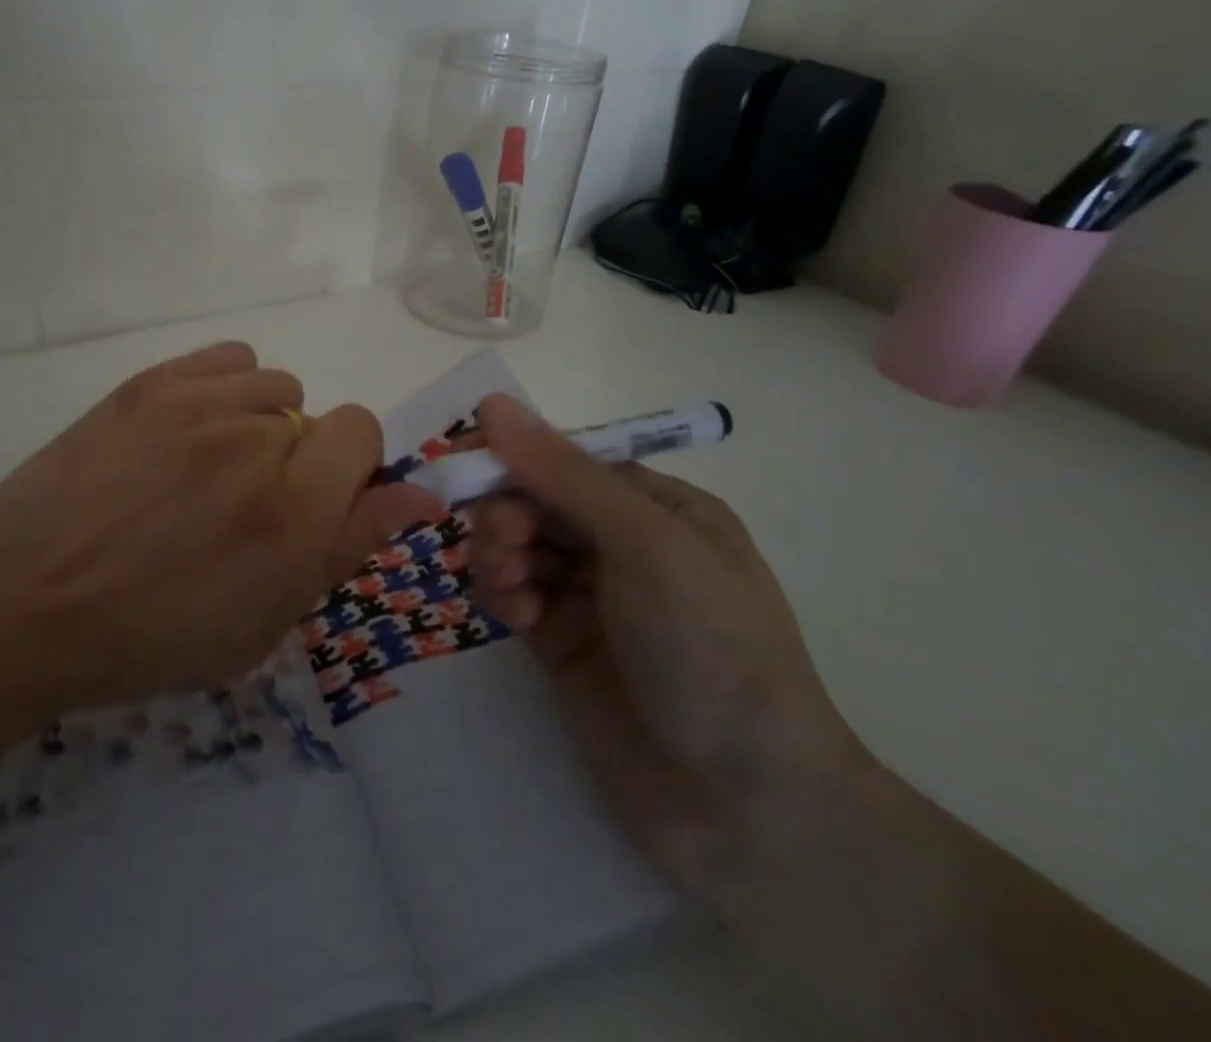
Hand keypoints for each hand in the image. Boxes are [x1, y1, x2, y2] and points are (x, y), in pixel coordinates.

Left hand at [0, 342, 438, 777]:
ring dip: (262, 425)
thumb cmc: (144, 641)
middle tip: (245, 506)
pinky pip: (229, 358)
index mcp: (293, 512)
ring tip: (209, 469)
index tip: (319, 503)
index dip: (352, 469)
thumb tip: (420, 497)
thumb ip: (346, 548)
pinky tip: (191, 430)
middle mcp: (256, 441)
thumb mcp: (261, 625)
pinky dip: (228, 389)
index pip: (365, 432)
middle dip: (300, 461)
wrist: (17, 608)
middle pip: (319, 416)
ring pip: (275, 386)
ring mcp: (198, 402)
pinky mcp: (150, 383)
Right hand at [465, 394, 865, 900]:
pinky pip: (513, 593)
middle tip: (504, 543)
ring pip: (517, 545)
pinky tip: (515, 617)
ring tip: (510, 587)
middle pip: (536, 500)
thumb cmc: (710, 648)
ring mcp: (591, 596)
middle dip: (509, 512)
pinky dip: (502, 594)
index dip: (516, 455)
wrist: (746, 806)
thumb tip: (493, 404)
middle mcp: (623, 544)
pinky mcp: (561, 643)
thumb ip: (563, 473)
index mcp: (658, 507)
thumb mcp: (645, 543)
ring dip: (499, 553)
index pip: (569, 459)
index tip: (464, 460)